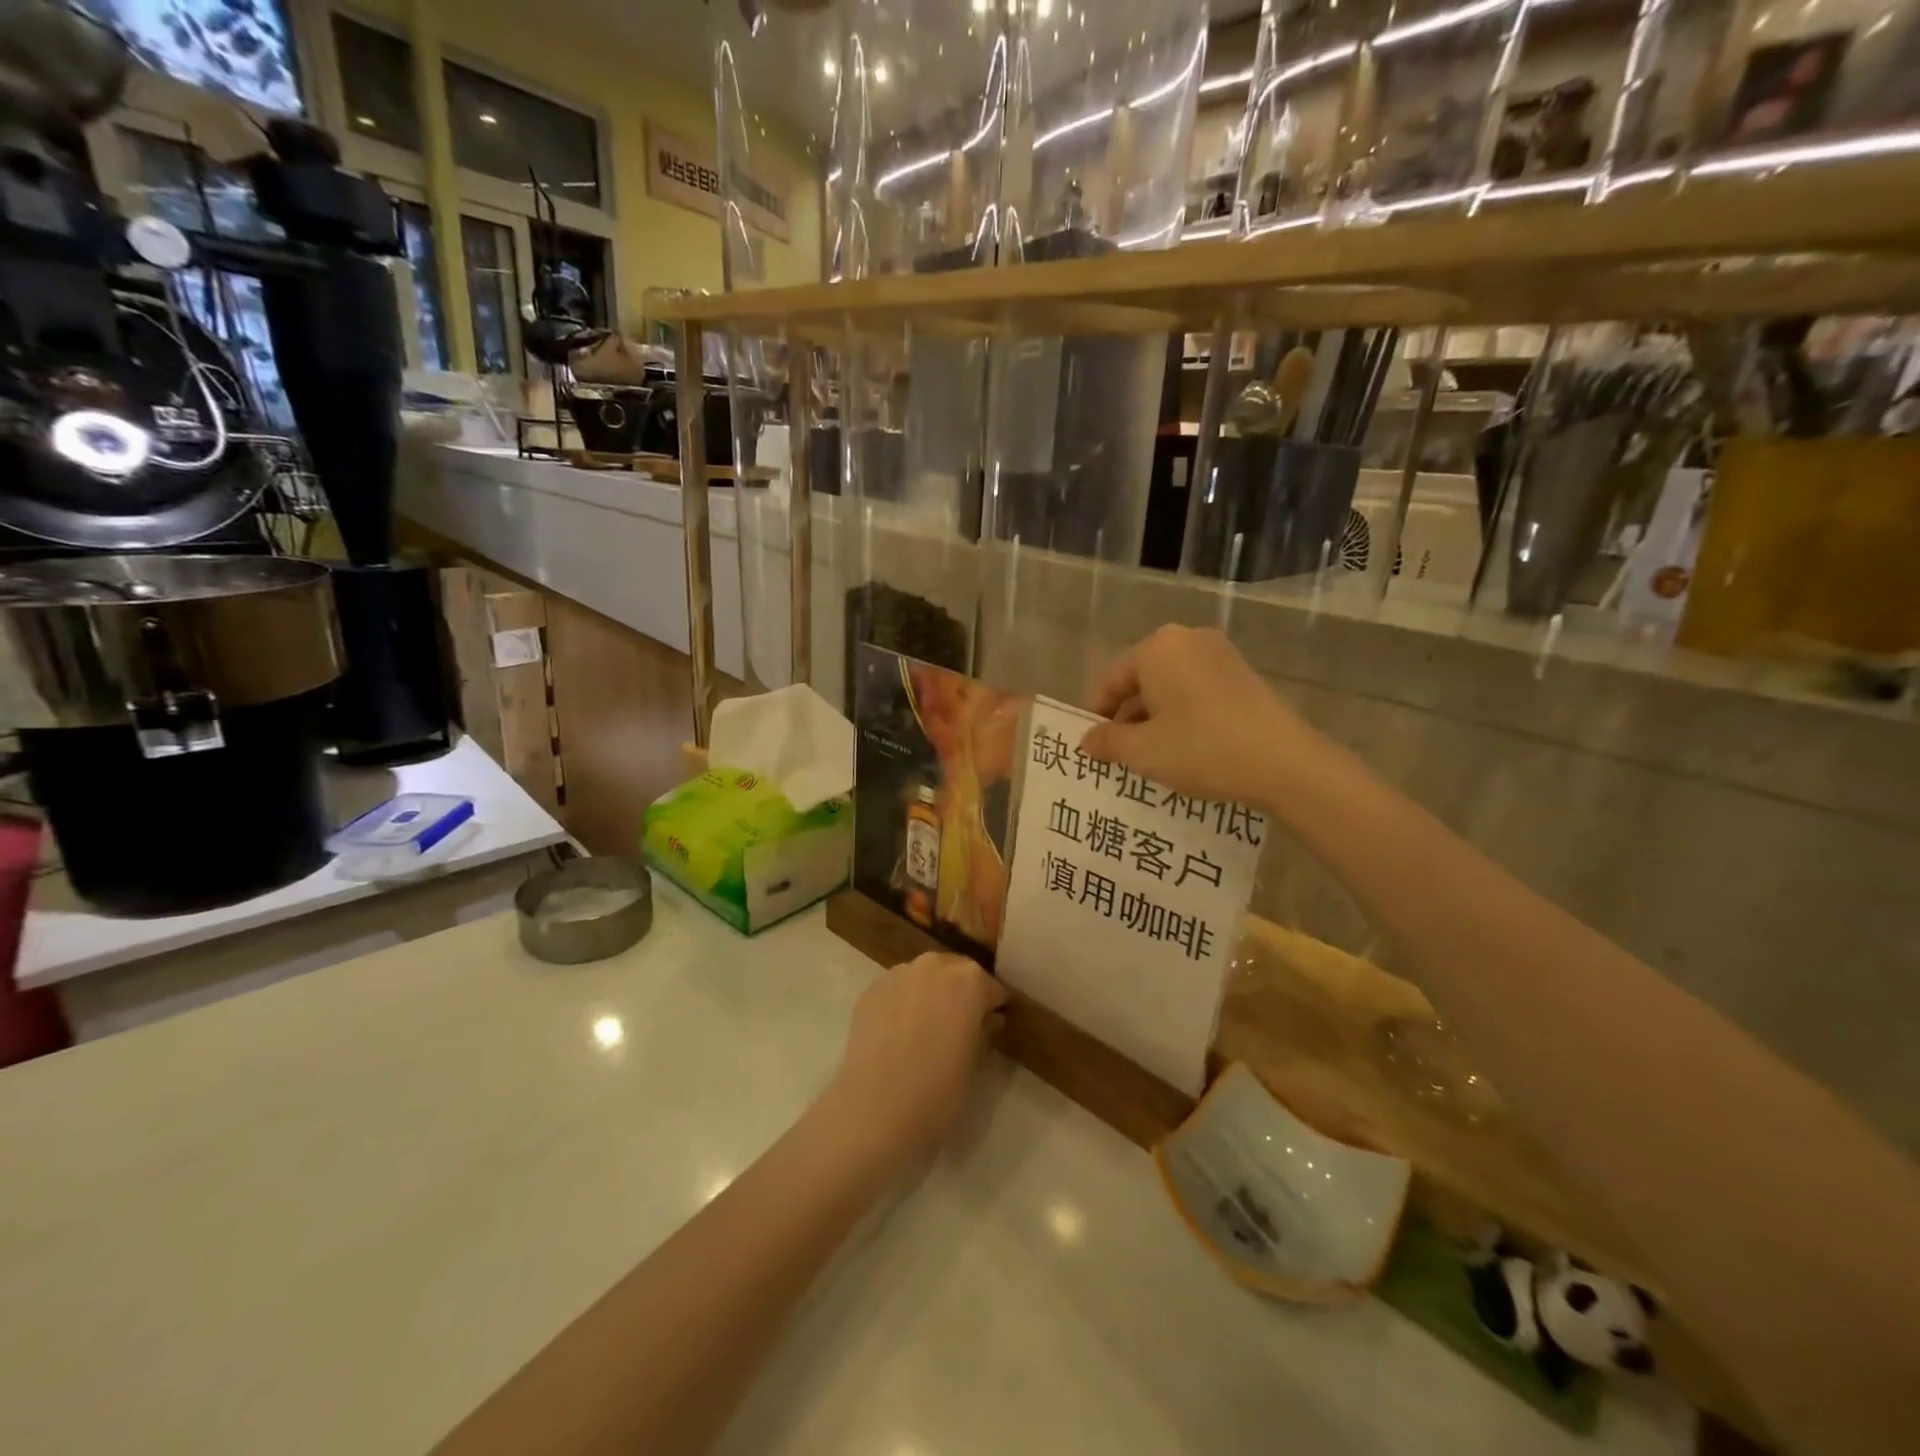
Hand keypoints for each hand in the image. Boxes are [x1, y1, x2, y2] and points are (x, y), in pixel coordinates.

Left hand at [824, 952, 1007, 1167]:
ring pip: (924, 977)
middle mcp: (934, 966)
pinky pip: (897, 990)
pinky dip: (903, 1003)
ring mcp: (898, 974)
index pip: (992, 989)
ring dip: (930, 993)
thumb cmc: (938, 1093)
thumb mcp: (975, 1066)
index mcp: (969, 981)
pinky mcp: (870, 990)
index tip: (989, 1028)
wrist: (874, 1112)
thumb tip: (989, 1019)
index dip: (992, 1009)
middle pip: (957, 973)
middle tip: (958, 1028)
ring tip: (925, 1029)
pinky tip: (898, 1033)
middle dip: (961, 993)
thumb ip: (986, 1032)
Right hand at [1080, 625, 1325, 811]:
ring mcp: (1220, 654)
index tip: (1090, 746)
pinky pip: (1196, 691)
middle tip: (1118, 753)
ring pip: (1170, 686)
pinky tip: (1185, 747)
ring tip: (1150, 755)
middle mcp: (1187, 639)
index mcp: (1157, 648)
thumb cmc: (1201, 749)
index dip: (1095, 714)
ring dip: (1154, 718)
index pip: (1110, 679)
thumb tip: (1087, 739)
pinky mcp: (1243, 675)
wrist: (1284, 763)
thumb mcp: (1142, 751)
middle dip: (1126, 716)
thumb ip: (1107, 741)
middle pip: (1141, 679)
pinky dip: (1182, 715)